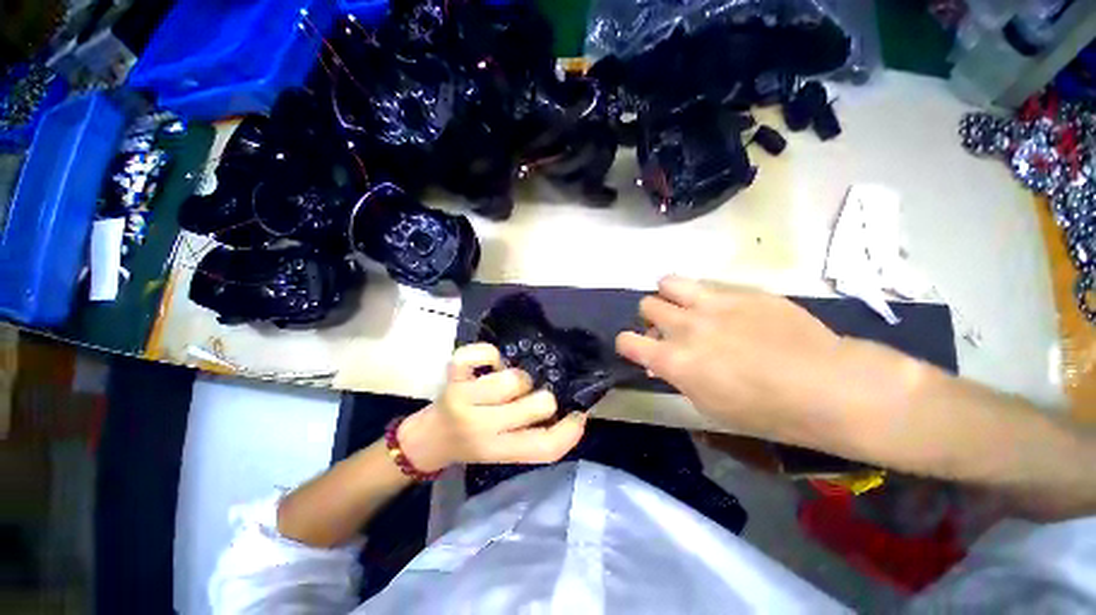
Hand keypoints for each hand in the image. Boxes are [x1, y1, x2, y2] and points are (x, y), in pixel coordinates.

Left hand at [397, 343, 586, 472]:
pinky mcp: (453, 375)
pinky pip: (484, 353)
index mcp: (499, 449)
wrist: (427, 439)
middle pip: (539, 405)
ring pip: (515, 378)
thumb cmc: (471, 444)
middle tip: (530, 397)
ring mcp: (465, 398)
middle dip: (543, 399)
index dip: (570, 432)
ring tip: (508, 381)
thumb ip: (531, 434)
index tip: (579, 415)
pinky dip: (491, 354)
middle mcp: (482, 427)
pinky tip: (489, 365)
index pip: (545, 447)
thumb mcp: (503, 451)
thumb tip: (569, 410)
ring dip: (519, 378)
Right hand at [616, 276, 854, 449]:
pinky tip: (722, 307)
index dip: (628, 344)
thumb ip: (676, 376)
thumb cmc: (764, 411)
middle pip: (646, 305)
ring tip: (686, 306)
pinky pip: (706, 282)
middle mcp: (685, 327)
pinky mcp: (740, 291)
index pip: (627, 341)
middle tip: (670, 328)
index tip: (639, 348)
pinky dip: (702, 294)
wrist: (826, 386)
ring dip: (670, 295)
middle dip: (652, 318)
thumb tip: (660, 362)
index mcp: (674, 360)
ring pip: (668, 282)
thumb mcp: (707, 405)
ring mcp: (712, 303)